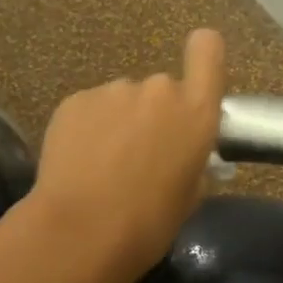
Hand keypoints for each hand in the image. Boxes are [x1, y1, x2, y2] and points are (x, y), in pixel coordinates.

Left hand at [28, 29, 226, 282]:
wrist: (80, 232)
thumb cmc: (148, 224)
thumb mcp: (189, 196)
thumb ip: (192, 160)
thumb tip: (181, 154)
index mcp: (195, 112)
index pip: (208, 50)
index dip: (202, 55)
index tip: (194, 79)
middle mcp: (158, 90)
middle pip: (161, 89)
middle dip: (153, 114)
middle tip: (138, 155)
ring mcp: (112, 91)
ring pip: (122, 100)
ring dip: (118, 122)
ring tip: (102, 163)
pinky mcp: (74, 101)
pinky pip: (90, 109)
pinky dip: (87, 128)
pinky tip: (79, 162)